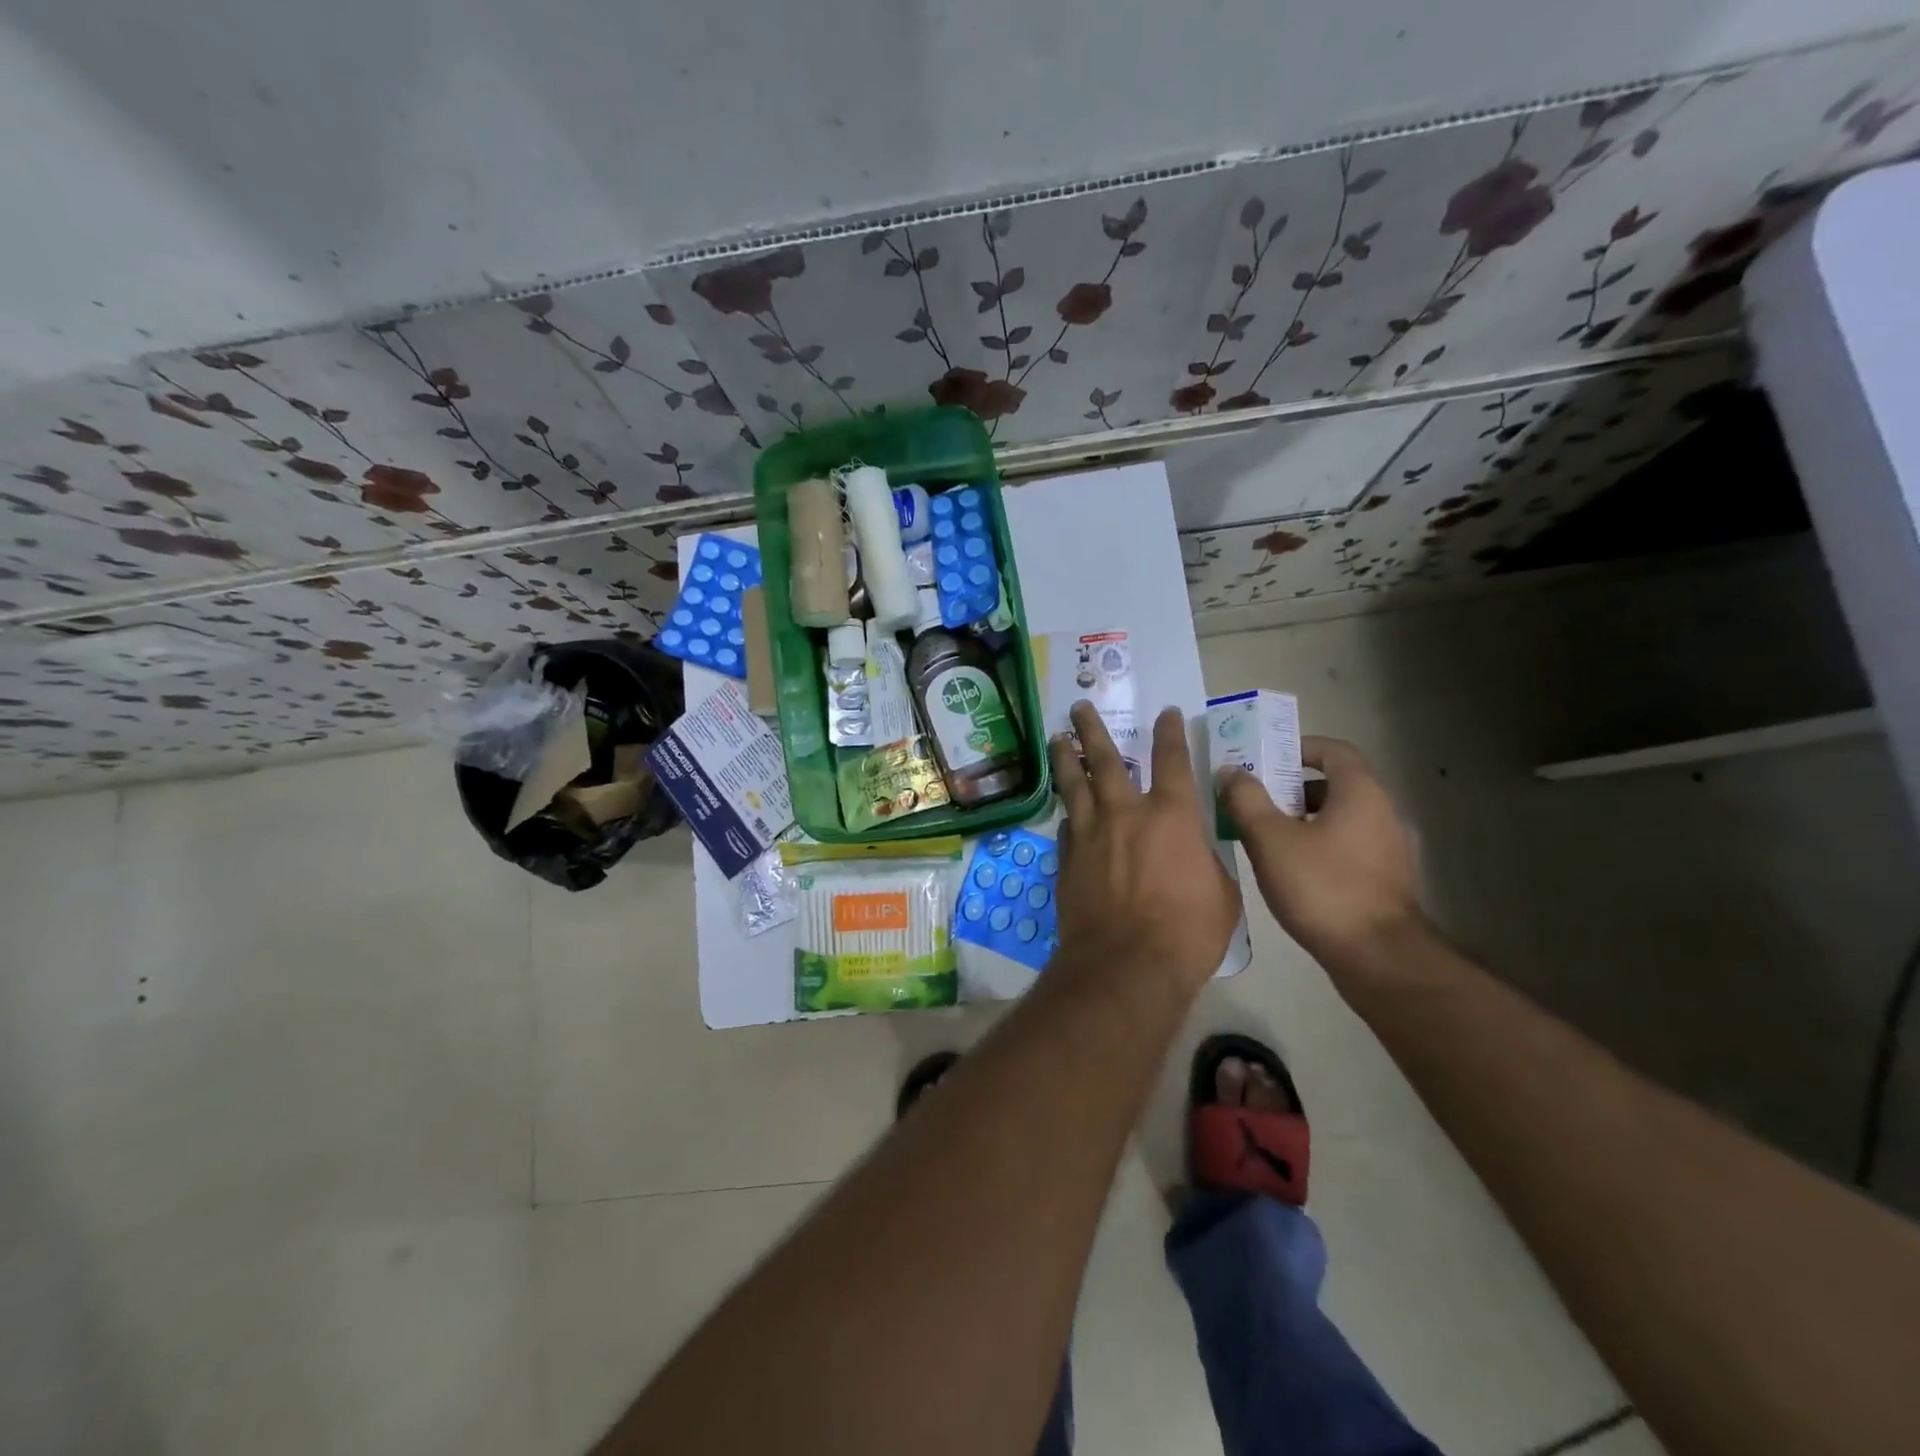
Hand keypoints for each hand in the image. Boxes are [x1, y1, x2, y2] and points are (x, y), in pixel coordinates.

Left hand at [1050, 703, 1241, 995]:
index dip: (1170, 732)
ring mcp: (1090, 834)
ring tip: (1056, 739)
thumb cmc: (1187, 932)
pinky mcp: (1067, 859)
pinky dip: (1068, 812)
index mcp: (1171, 815)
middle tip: (1078, 708)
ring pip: (1073, 785)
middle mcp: (1125, 813)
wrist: (1126, 965)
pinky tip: (1066, 809)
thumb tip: (1194, 852)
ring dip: (1064, 759)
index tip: (1165, 712)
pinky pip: (1067, 825)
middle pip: (1104, 758)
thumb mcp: (1221, 894)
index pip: (1172, 759)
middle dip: (1090, 729)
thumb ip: (1205, 861)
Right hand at [1219, 736, 1423, 967]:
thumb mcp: (1270, 839)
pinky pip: (1351, 847)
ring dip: (1305, 820)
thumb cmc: (1322, 887)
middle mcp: (1385, 813)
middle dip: (1293, 788)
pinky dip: (1322, 846)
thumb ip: (1246, 799)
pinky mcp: (1389, 881)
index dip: (1299, 748)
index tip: (1266, 759)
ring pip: (1342, 819)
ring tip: (1267, 837)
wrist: (1378, 957)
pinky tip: (1293, 871)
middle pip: (1336, 785)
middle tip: (1255, 799)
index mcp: (1361, 793)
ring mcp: (1392, 850)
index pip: (1334, 750)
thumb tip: (1231, 771)